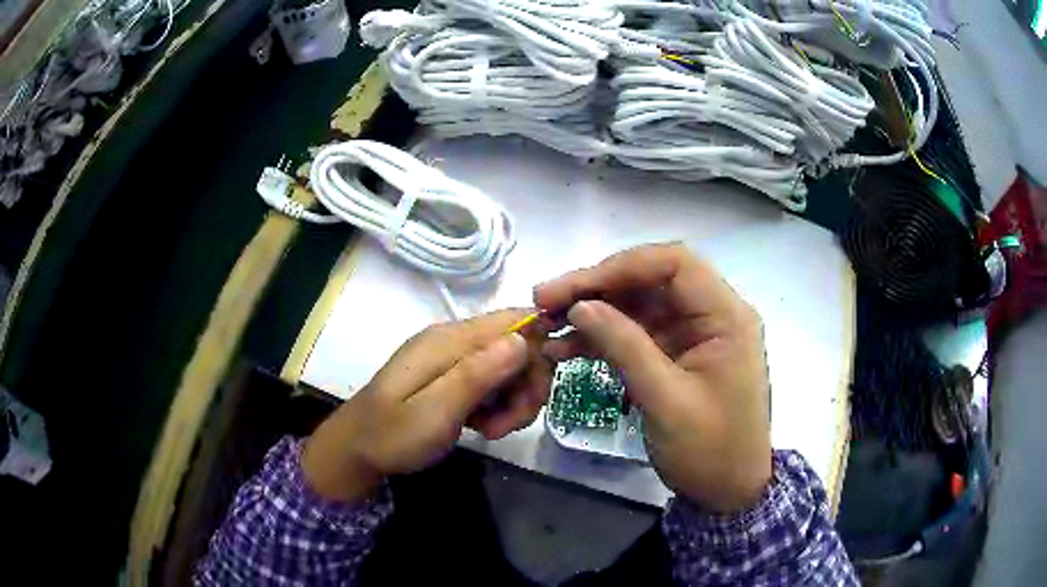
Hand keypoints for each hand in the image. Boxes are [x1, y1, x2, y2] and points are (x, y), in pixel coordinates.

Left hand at [302, 310, 551, 502]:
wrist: (356, 449)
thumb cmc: (392, 435)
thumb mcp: (435, 412)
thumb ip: (476, 375)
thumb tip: (522, 339)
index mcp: (449, 341)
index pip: (514, 320)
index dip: (538, 348)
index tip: (535, 391)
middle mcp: (454, 341)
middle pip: (517, 346)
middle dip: (526, 385)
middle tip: (512, 423)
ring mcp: (453, 359)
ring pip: (509, 368)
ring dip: (514, 400)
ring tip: (495, 430)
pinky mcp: (452, 377)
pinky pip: (492, 383)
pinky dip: (499, 406)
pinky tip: (486, 427)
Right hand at [535, 243, 770, 512]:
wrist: (727, 492)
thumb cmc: (709, 450)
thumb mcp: (665, 400)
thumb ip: (625, 347)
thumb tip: (580, 306)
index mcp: (726, 317)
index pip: (675, 264)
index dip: (622, 266)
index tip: (576, 288)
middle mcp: (712, 315)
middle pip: (652, 281)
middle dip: (598, 288)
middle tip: (546, 301)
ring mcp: (694, 335)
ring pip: (639, 307)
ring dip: (595, 314)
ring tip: (548, 327)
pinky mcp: (678, 356)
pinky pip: (638, 335)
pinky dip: (604, 339)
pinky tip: (567, 350)